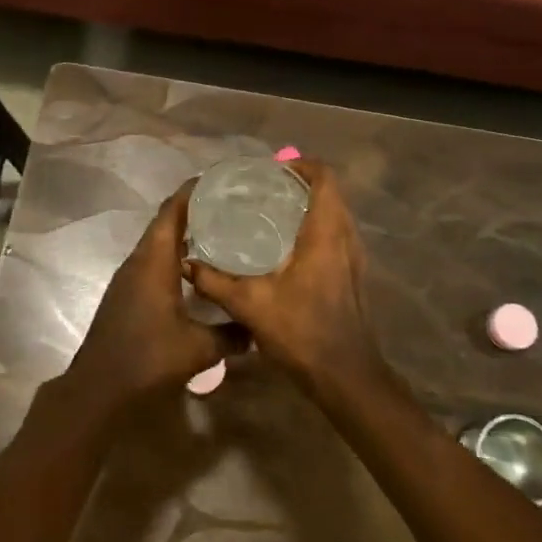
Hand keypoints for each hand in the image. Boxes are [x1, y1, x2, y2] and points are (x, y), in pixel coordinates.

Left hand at [64, 183, 244, 414]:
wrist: (99, 389)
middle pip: (165, 222)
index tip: (221, 181)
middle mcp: (139, 261)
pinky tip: (198, 269)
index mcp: (154, 261)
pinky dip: (175, 255)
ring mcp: (129, 278)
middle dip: (195, 209)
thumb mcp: (199, 349)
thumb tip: (258, 328)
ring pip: (159, 243)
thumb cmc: (148, 359)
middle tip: (231, 206)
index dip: (193, 191)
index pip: (172, 210)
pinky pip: (154, 261)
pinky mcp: (127, 294)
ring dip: (184, 233)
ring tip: (221, 231)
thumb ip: (231, 334)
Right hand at [187, 161, 391, 398]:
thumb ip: (214, 282)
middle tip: (263, 190)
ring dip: (308, 207)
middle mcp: (346, 238)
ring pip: (335, 215)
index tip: (270, 171)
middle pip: (330, 193)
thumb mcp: (250, 305)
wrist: (346, 376)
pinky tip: (284, 249)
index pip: (324, 177)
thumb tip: (186, 263)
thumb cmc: (302, 332)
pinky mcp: (353, 275)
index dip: (300, 165)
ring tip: (270, 213)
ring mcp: (354, 258)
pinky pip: (336, 236)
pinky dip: (315, 229)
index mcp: (326, 233)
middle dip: (299, 184)